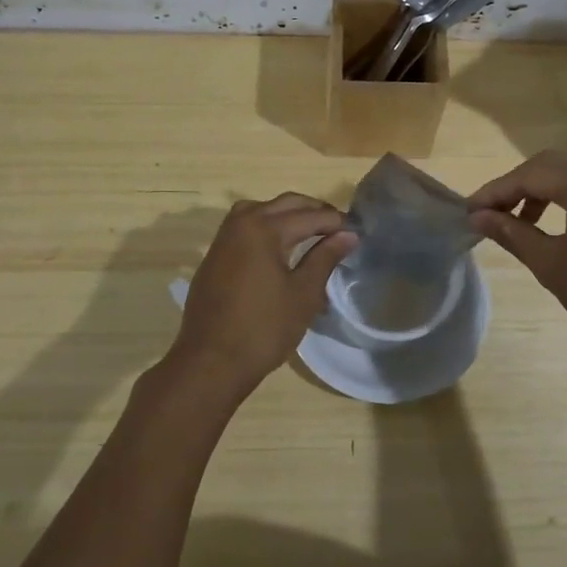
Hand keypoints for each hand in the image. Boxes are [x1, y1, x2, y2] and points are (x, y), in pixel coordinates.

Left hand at [166, 193, 356, 404]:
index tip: (357, 231)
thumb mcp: (303, 294)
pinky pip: (244, 228)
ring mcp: (223, 239)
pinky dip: (266, 227)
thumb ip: (325, 258)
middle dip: (313, 212)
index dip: (336, 222)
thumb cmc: (264, 329)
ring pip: (260, 210)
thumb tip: (348, 235)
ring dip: (287, 214)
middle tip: (338, 228)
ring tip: (310, 233)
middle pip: (284, 204)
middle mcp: (241, 224)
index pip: (309, 216)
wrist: (210, 362)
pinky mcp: (214, 256)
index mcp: (264, 229)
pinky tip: (280, 248)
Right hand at [467, 150, 566, 371]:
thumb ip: (513, 234)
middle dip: (521, 185)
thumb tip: (479, 217)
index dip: (495, 191)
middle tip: (497, 213)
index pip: (529, 175)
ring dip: (551, 191)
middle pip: (556, 165)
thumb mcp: (553, 266)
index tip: (470, 211)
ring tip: (531, 223)